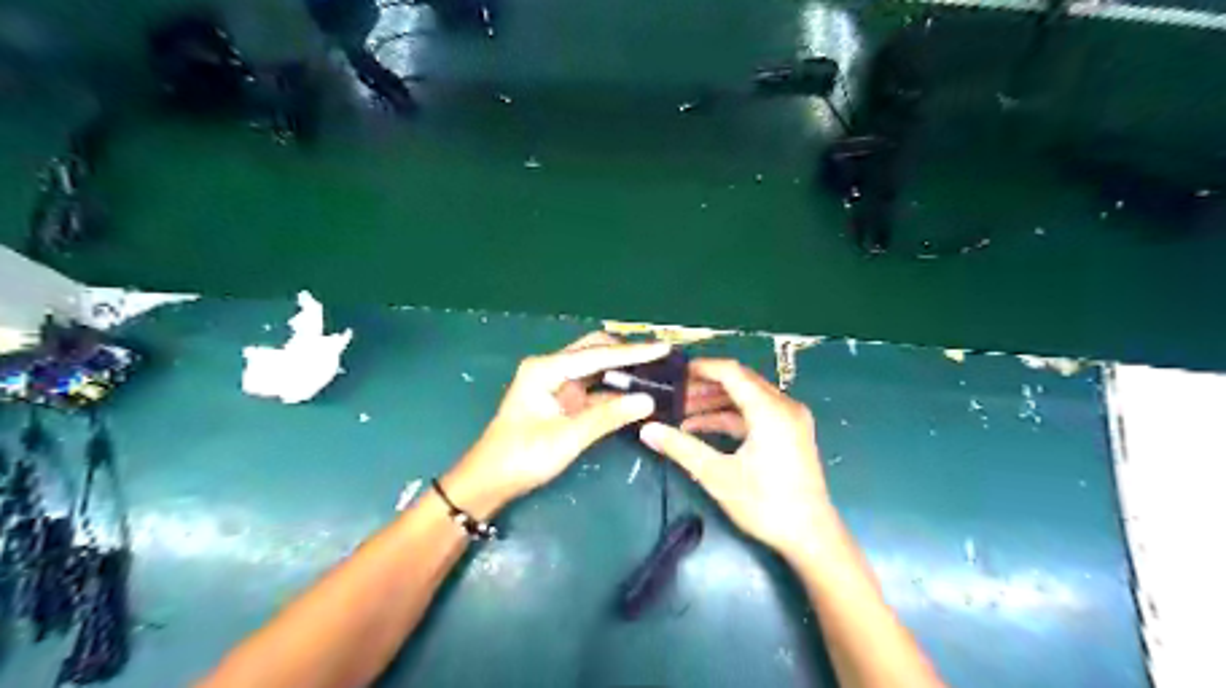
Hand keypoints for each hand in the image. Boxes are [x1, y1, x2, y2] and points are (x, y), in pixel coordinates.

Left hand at [443, 329, 668, 515]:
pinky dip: (615, 390)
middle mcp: (552, 368)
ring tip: (657, 371)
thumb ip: (608, 416)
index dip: (633, 352)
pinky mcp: (563, 401)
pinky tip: (637, 393)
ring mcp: (557, 384)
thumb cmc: (522, 456)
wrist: (489, 480)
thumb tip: (648, 401)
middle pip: (596, 351)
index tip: (663, 348)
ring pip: (597, 368)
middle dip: (628, 353)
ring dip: (623, 370)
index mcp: (546, 369)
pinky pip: (594, 388)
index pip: (597, 355)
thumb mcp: (568, 437)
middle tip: (662, 358)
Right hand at [642, 359, 833, 560]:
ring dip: (715, 403)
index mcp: (769, 410)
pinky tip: (702, 428)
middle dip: (704, 386)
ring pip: (747, 397)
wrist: (810, 535)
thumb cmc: (766, 504)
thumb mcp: (718, 475)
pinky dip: (730, 417)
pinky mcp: (790, 432)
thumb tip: (646, 430)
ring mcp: (790, 419)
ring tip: (682, 412)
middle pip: (739, 382)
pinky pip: (755, 413)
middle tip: (674, 394)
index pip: (731, 372)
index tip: (675, 372)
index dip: (701, 368)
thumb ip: (681, 448)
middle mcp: (784, 406)